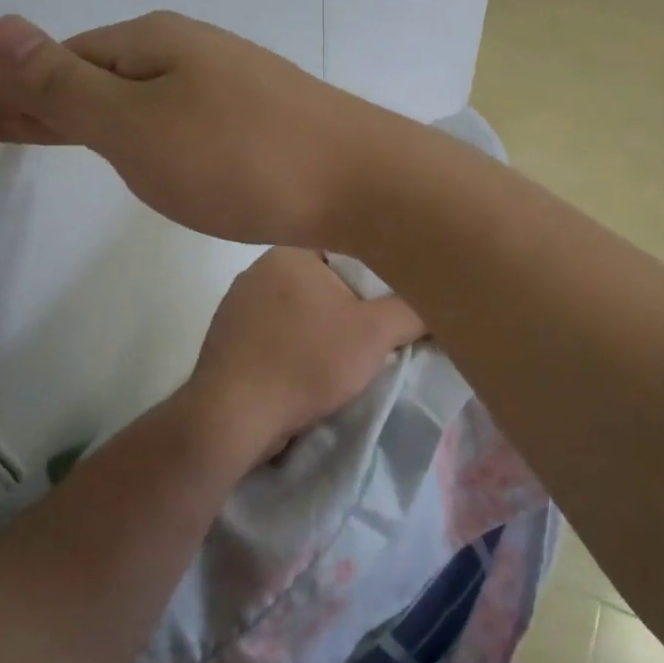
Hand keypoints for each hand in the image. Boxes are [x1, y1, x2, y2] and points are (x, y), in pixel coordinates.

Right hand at [0, 12, 404, 248]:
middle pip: (94, 72)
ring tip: (38, 130)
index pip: (60, 58)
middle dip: (38, 94)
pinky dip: (129, 128)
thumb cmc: (238, 156)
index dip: (9, 78)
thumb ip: (66, 84)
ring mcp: (225, 84)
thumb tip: (0, 27)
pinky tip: (128, 140)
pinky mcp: (252, 120)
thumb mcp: (135, 123)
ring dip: (81, 112)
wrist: (359, 180)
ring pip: (132, 96)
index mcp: (152, 44)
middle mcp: (188, 53)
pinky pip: (167, 116)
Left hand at [180, 248, 423, 463]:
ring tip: (342, 355)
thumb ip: (411, 309)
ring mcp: (238, 303)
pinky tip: (306, 369)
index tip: (392, 298)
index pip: (345, 247)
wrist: (232, 416)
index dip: (374, 272)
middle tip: (374, 330)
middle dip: (349, 303)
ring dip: (320, 327)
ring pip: (298, 307)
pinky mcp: (228, 336)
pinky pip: (275, 332)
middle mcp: (259, 268)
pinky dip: (294, 345)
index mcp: (289, 251)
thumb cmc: (306, 362)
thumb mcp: (374, 334)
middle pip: (323, 279)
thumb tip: (435, 298)